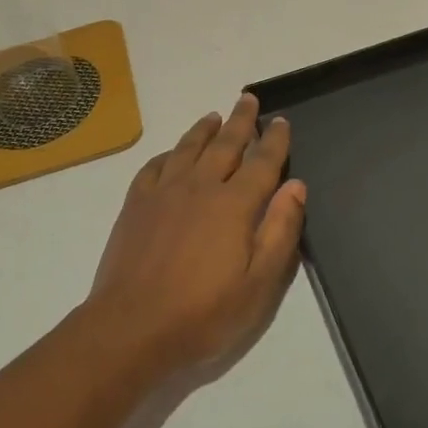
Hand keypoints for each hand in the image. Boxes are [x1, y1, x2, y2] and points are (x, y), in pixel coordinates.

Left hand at [85, 93, 306, 377]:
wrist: (132, 328)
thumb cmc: (203, 313)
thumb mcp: (259, 284)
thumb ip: (280, 231)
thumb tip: (296, 185)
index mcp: (234, 204)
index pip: (262, 161)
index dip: (274, 139)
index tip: (280, 120)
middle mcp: (200, 186)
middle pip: (225, 144)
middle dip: (240, 120)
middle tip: (248, 98)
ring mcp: (164, 192)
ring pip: (188, 148)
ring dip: (204, 129)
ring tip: (214, 116)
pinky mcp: (136, 204)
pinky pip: (154, 166)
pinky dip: (168, 153)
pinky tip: (171, 153)